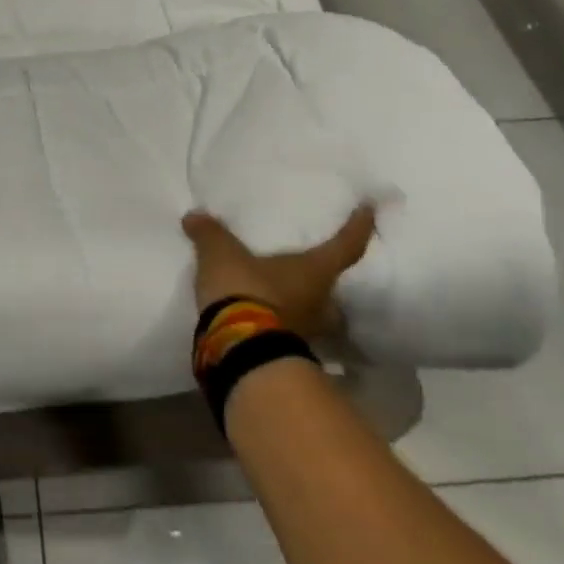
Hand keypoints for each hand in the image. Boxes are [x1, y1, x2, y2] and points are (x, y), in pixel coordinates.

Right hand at [182, 206, 375, 338]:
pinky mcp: (286, 352)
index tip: (369, 211)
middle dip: (328, 287)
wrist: (239, 348)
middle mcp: (320, 303)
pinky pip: (289, 332)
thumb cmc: (245, 289)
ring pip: (315, 317)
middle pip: (336, 293)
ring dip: (304, 309)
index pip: (345, 246)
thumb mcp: (220, 253)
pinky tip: (263, 317)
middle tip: (317, 275)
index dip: (359, 227)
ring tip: (287, 297)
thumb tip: (194, 216)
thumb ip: (210, 233)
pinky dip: (280, 324)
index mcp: (315, 272)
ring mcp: (307, 332)